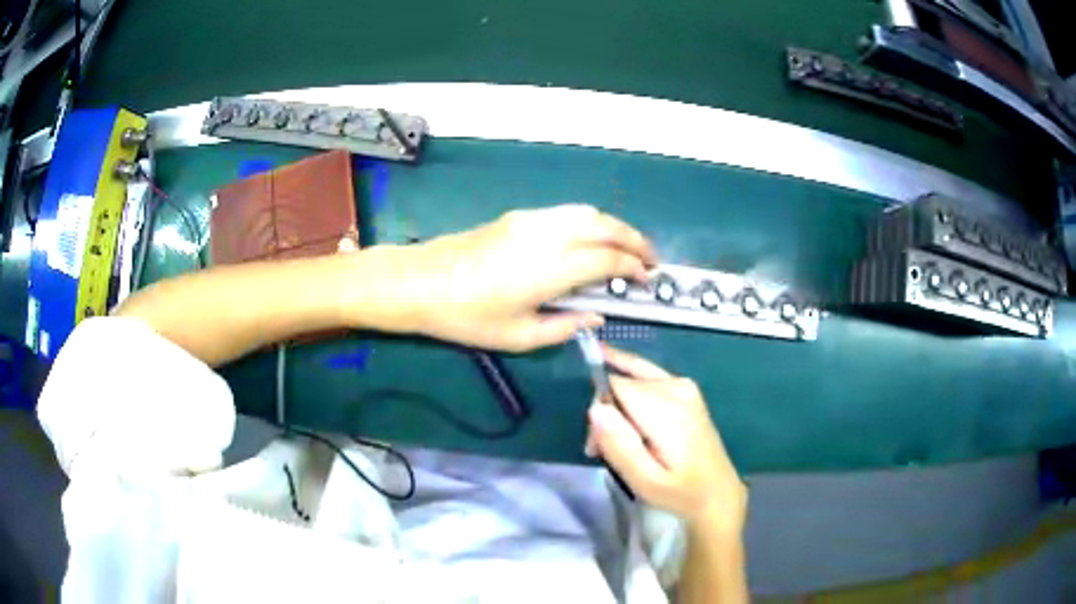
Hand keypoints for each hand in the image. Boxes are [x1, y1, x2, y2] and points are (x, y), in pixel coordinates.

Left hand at [391, 205, 655, 351]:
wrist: (421, 281)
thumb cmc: (468, 317)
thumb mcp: (519, 336)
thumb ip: (565, 326)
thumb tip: (595, 316)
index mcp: (552, 268)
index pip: (608, 259)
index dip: (633, 267)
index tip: (646, 279)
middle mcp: (548, 235)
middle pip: (605, 226)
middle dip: (634, 239)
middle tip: (649, 258)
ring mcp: (532, 220)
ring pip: (586, 212)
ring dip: (613, 226)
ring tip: (625, 246)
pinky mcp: (518, 216)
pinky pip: (566, 212)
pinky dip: (589, 221)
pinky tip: (588, 239)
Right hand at [586, 345, 747, 530]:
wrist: (718, 493)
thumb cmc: (680, 492)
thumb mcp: (645, 481)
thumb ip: (619, 445)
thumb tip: (595, 408)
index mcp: (668, 409)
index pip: (615, 387)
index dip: (600, 413)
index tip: (596, 446)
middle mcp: (677, 386)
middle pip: (623, 382)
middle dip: (607, 412)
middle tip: (602, 450)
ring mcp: (684, 384)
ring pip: (632, 379)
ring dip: (617, 406)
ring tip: (615, 441)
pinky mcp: (686, 388)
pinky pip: (646, 376)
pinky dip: (629, 390)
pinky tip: (621, 406)